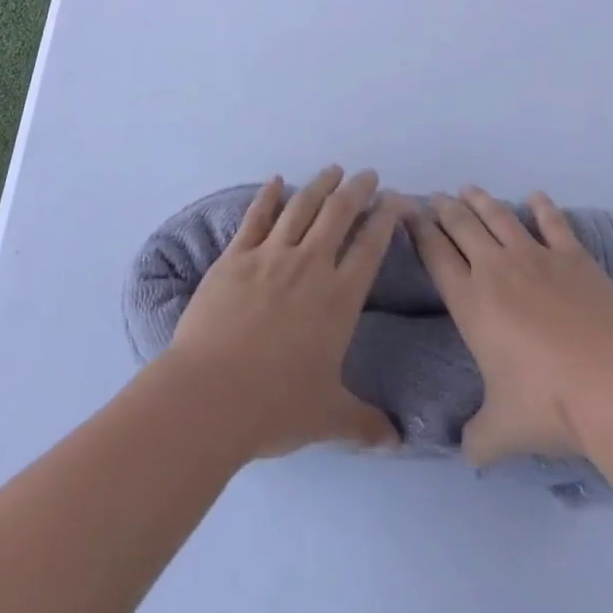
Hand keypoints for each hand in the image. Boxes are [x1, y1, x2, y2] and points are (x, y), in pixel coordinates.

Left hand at [164, 167, 401, 458]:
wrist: (211, 394)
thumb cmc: (275, 406)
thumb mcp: (328, 418)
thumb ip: (366, 424)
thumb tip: (400, 442)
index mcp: (338, 298)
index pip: (371, 246)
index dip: (387, 218)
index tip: (398, 200)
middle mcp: (309, 265)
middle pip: (338, 214)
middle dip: (357, 190)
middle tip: (368, 174)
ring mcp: (269, 255)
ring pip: (301, 207)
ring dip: (320, 185)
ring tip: (333, 170)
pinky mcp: (235, 257)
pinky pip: (256, 217)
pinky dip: (268, 196)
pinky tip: (275, 181)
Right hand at [408, 185, 612, 465]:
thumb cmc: (549, 404)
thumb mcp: (503, 431)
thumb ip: (478, 438)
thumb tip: (465, 453)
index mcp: (470, 301)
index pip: (435, 255)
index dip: (419, 232)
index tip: (408, 214)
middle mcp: (495, 268)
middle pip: (462, 226)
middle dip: (445, 209)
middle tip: (434, 197)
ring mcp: (535, 256)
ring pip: (498, 216)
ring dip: (480, 200)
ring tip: (468, 189)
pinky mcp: (572, 256)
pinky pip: (552, 223)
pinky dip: (542, 206)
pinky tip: (535, 196)